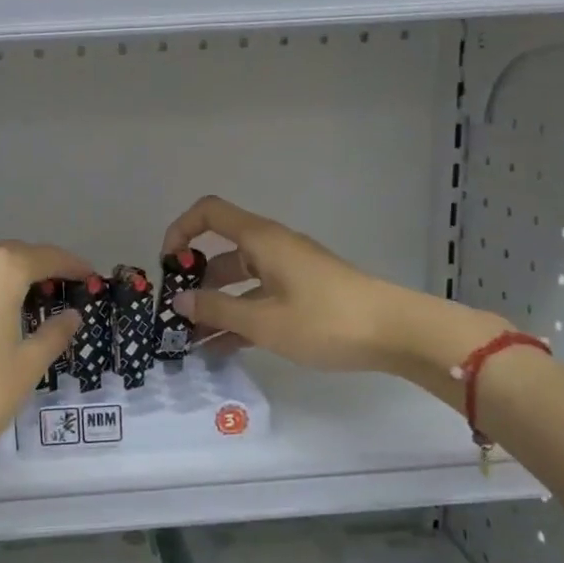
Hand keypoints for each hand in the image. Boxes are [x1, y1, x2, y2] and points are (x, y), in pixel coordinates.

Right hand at [161, 196, 504, 381]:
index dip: (180, 230)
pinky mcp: (304, 294)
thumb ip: (217, 310)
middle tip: (175, 316)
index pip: (209, 213)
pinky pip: (260, 298)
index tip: (166, 264)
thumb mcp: (263, 320)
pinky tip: (223, 349)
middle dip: (194, 281)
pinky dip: (240, 317)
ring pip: (240, 281)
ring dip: (216, 307)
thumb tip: (179, 301)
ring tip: (193, 342)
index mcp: (261, 240)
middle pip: (221, 253)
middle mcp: (272, 248)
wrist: (396, 332)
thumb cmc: (325, 320)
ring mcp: (289, 271)